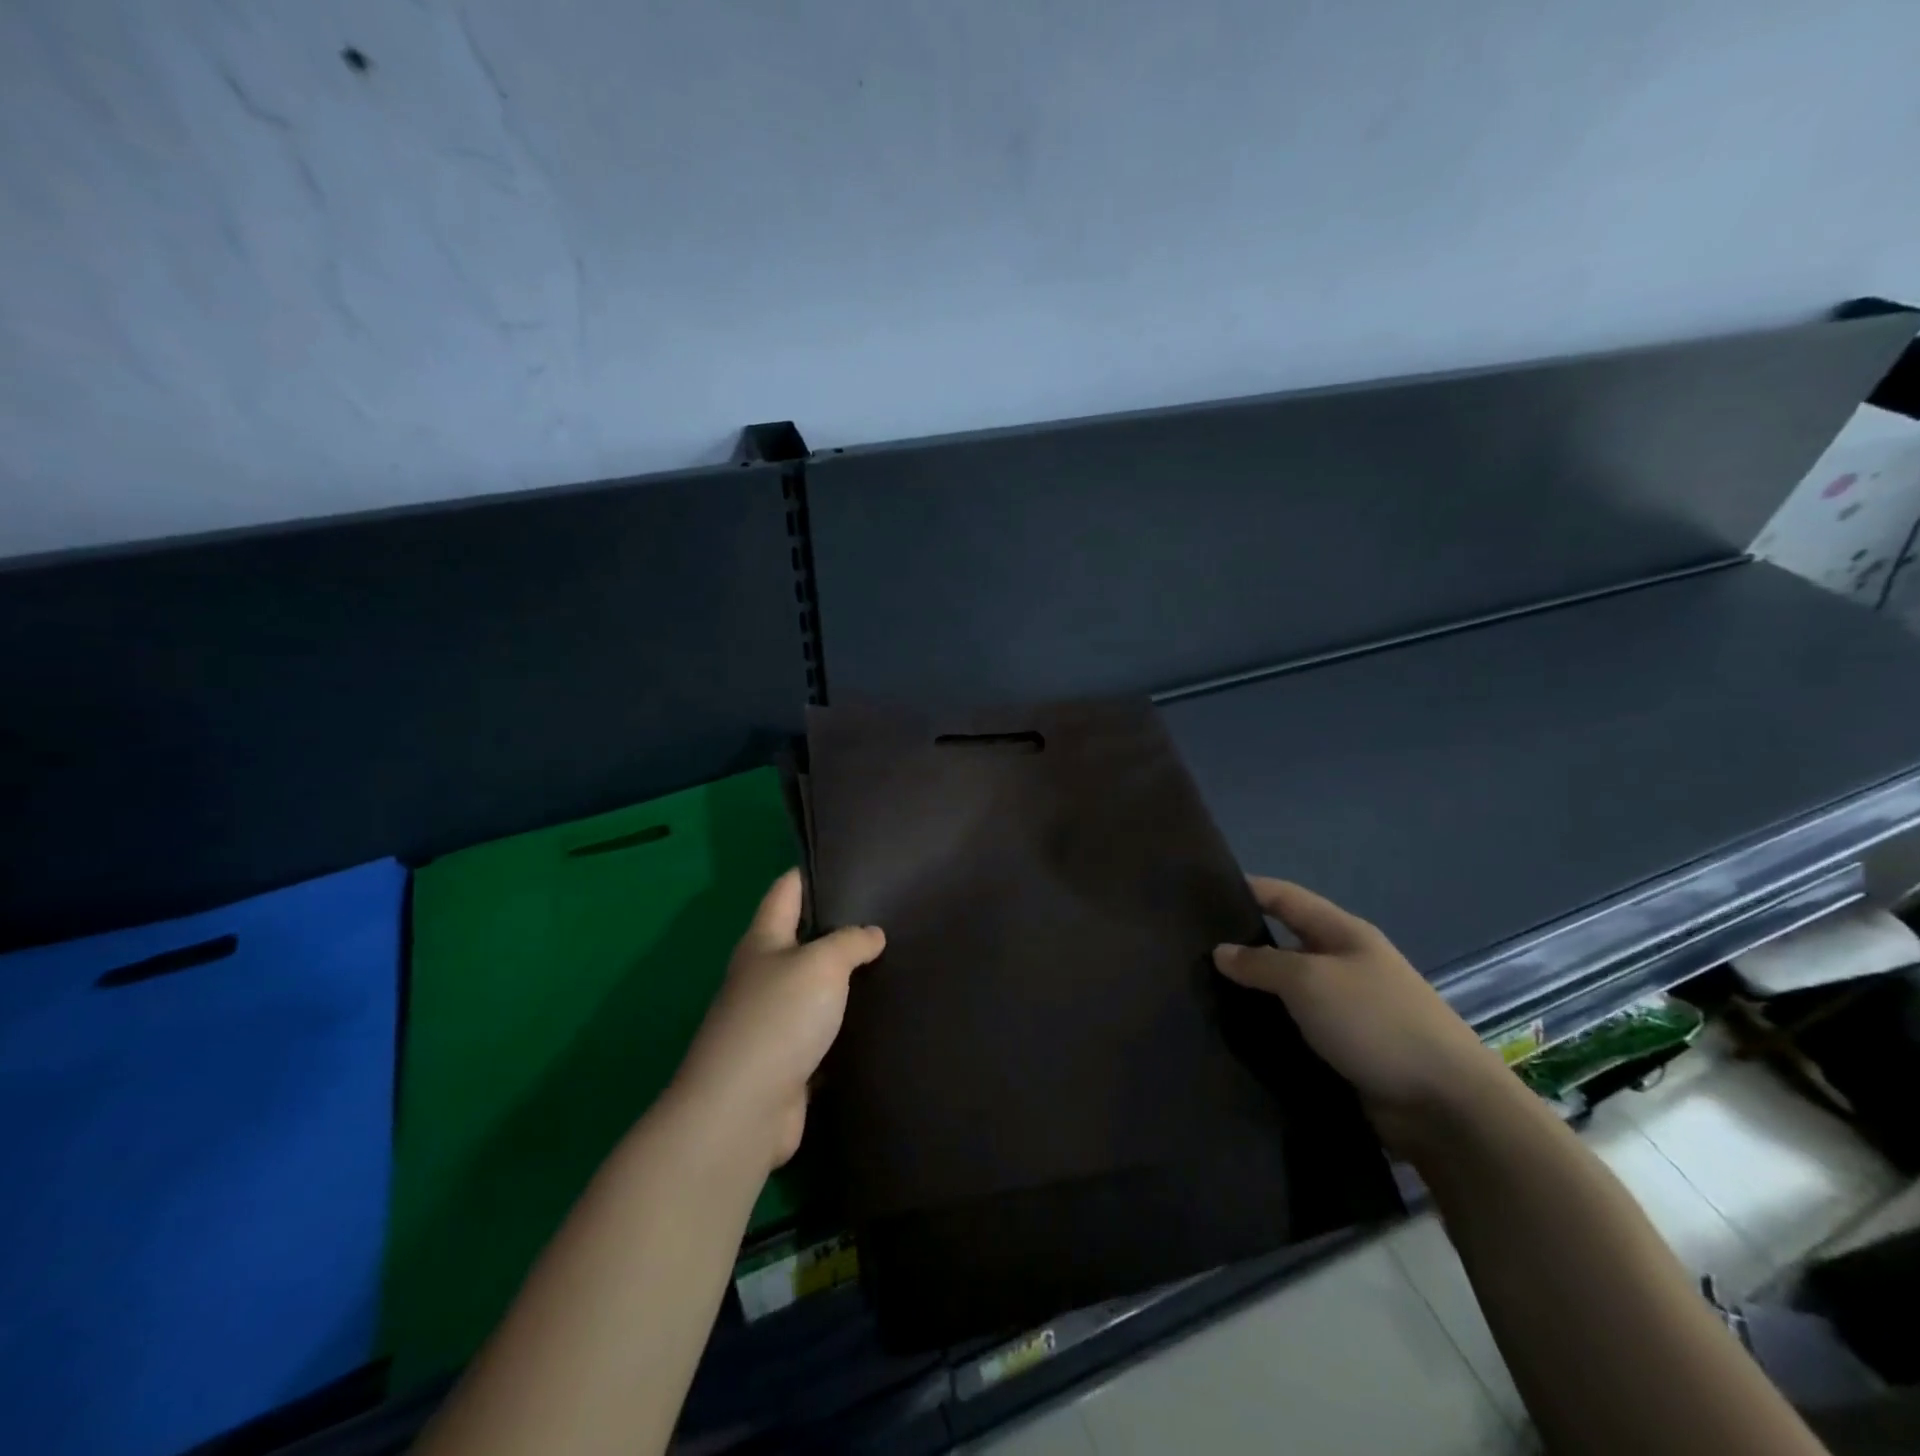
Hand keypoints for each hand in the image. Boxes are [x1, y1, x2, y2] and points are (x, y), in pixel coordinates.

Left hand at [673, 870, 884, 1170]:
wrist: (745, 1110)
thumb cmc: (778, 1019)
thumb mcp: (821, 964)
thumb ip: (850, 942)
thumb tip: (871, 934)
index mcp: (764, 942)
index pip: (786, 891)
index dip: (812, 873)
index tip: (850, 862)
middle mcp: (764, 976)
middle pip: (803, 939)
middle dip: (839, 927)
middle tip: (888, 914)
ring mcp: (775, 1021)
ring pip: (817, 988)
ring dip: (847, 980)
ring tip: (894, 962)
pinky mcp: (790, 1060)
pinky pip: (825, 1032)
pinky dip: (848, 1025)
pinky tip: (881, 1016)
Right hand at [1213, 877, 1508, 1149]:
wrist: (1447, 1106)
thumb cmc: (1376, 1022)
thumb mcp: (1310, 981)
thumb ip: (1261, 963)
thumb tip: (1221, 951)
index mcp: (1344, 934)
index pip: (1286, 898)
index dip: (1248, 889)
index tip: (1202, 893)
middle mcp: (1348, 965)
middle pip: (1286, 944)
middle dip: (1244, 946)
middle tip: (1194, 953)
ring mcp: (1351, 1010)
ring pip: (1290, 992)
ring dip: (1255, 994)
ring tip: (1205, 996)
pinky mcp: (1350, 1051)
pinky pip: (1300, 1029)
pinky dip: (1273, 1029)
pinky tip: (1240, 1037)